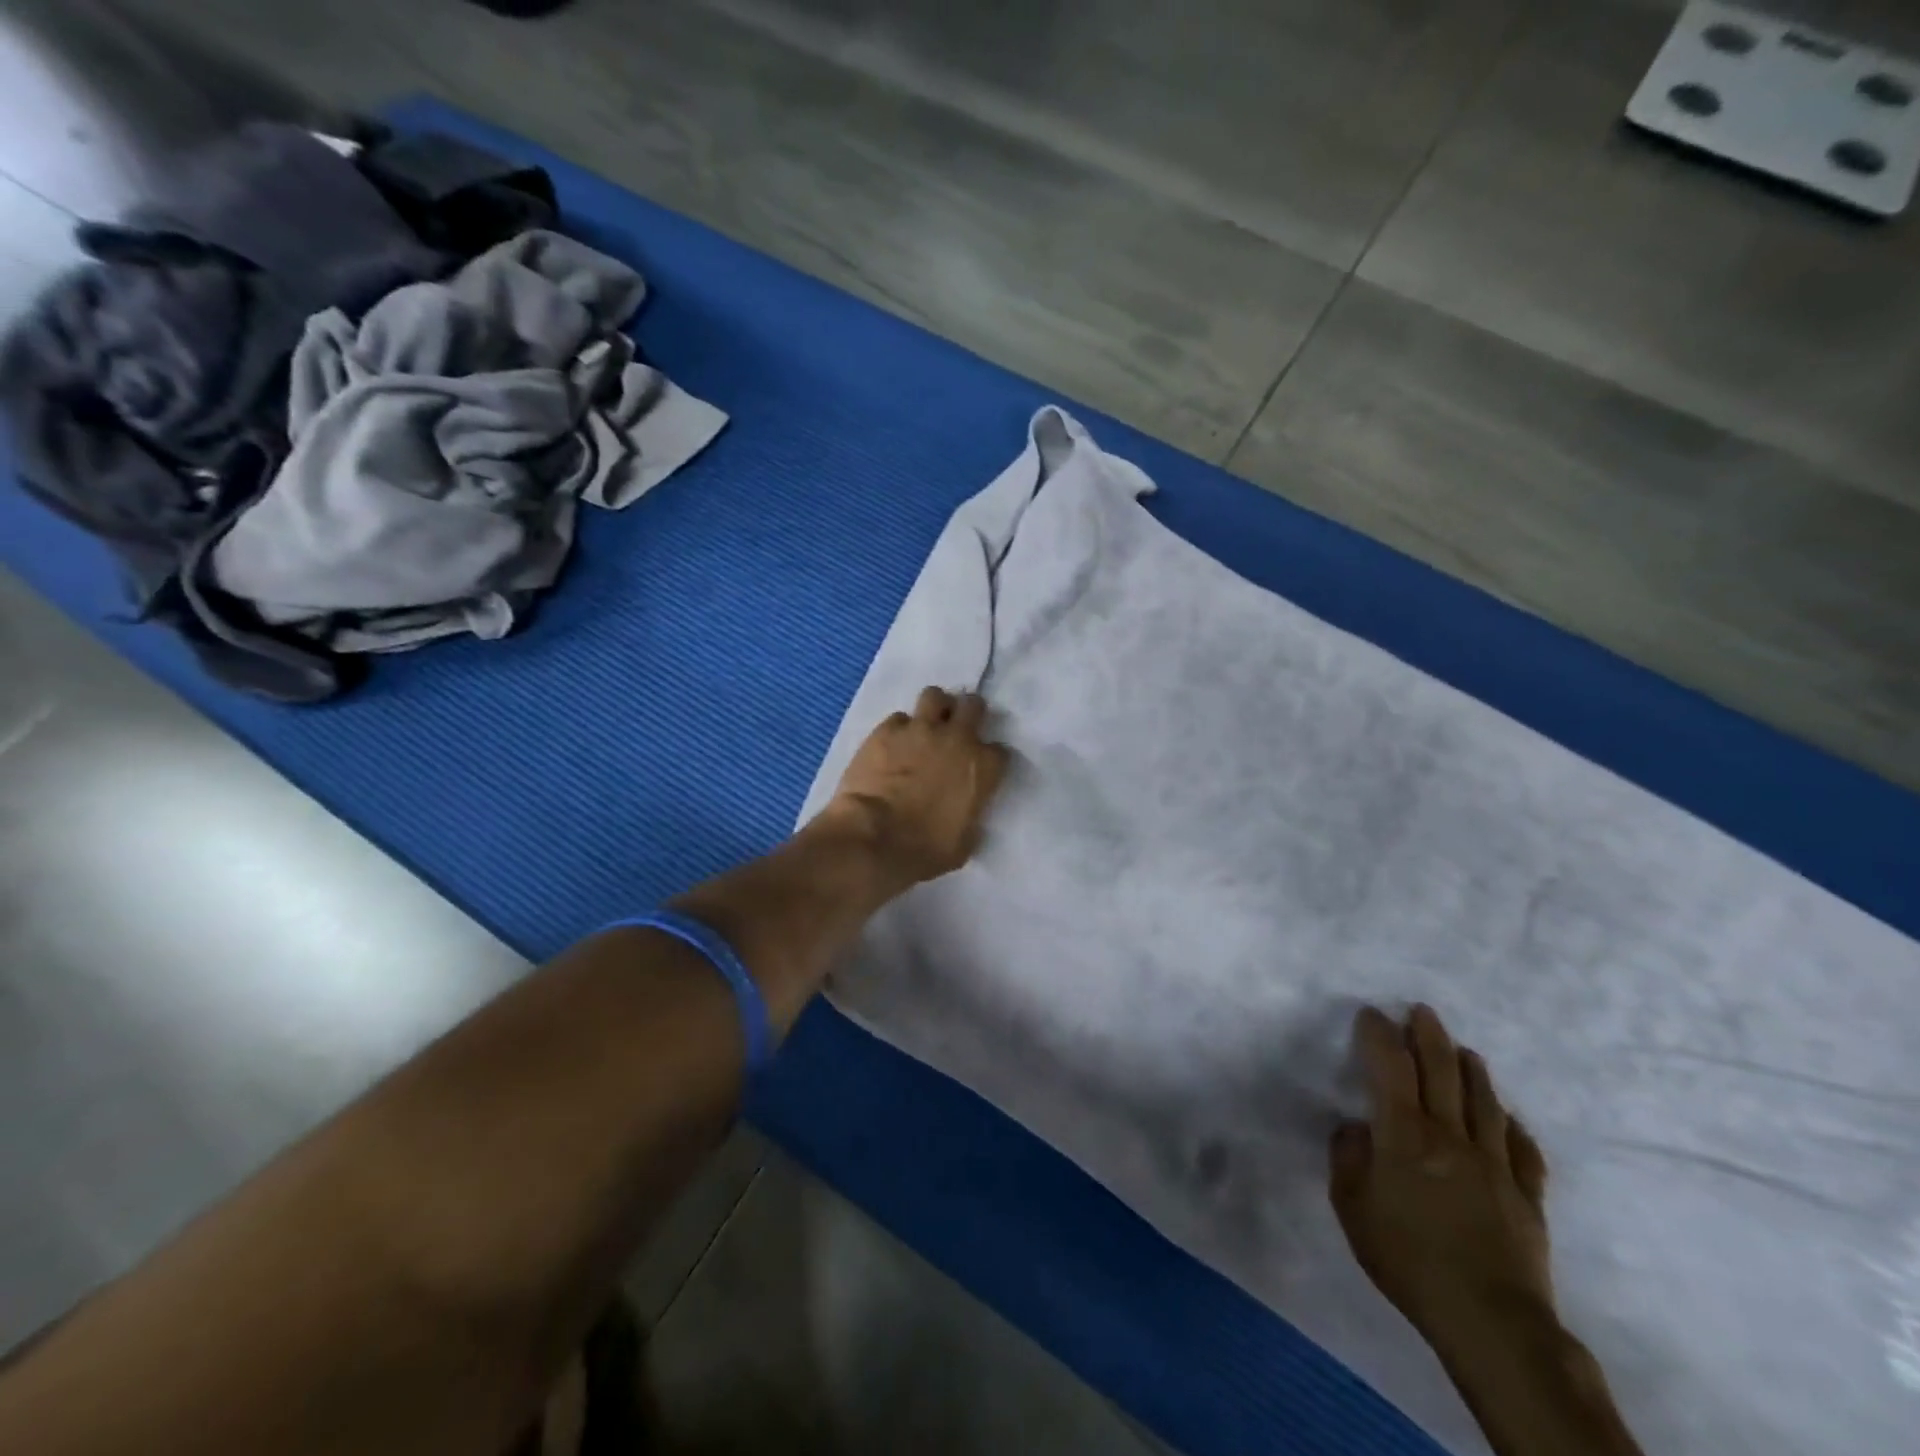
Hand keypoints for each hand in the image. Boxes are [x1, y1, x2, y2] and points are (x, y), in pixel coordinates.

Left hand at [829, 687, 1009, 886]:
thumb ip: (971, 816)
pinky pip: (898, 718)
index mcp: (983, 767)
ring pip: (935, 696)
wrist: (874, 838)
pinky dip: (899, 730)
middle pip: (973, 706)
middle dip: (968, 714)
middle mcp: (957, 738)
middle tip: (957, 730)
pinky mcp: (886, 730)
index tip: (981, 769)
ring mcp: (920, 729)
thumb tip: (965, 813)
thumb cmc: (925, 849)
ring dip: (935, 708)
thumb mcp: (964, 842)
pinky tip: (892, 745)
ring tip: (926, 726)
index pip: (1000, 751)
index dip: (989, 759)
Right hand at [1330, 1005, 1553, 1359]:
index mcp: (1404, 1134)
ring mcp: (1495, 1162)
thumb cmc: (1407, 1259)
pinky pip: (1522, 1148)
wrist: (1490, 1320)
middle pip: (1442, 1070)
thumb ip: (1349, 1159)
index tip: (1371, 1014)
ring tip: (1463, 1050)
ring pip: (1484, 1100)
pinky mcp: (1527, 1194)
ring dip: (1471, 1069)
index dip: (1379, 1034)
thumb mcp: (1351, 1208)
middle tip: (1422, 1011)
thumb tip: (1357, 1129)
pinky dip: (1512, 1125)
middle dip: (1429, 1035)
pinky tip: (1508, 1117)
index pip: (1390, 1066)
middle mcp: (1450, 1135)